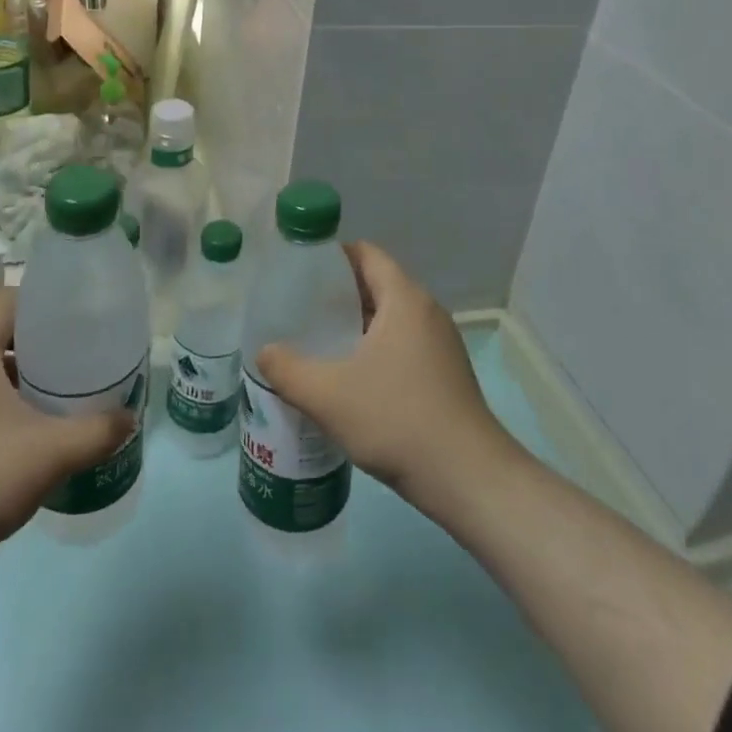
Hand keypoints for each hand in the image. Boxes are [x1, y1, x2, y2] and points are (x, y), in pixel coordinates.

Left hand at [0, 290, 133, 571]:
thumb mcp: (52, 453)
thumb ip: (98, 431)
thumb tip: (129, 418)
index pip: (4, 299)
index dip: (40, 303)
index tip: (75, 322)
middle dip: (39, 342)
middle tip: (77, 358)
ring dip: (21, 375)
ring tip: (59, 395)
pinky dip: (1, 403)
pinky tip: (27, 434)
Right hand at [256, 242, 514, 507]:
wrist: (467, 477)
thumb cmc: (396, 420)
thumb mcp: (327, 395)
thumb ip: (287, 370)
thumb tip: (264, 352)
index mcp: (404, 299)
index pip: (366, 254)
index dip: (332, 256)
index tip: (299, 272)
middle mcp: (427, 311)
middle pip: (377, 284)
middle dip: (338, 294)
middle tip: (300, 310)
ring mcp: (441, 343)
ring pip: (391, 318)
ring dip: (357, 325)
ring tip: (319, 343)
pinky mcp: (446, 372)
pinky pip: (404, 344)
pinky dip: (376, 348)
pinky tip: (351, 379)